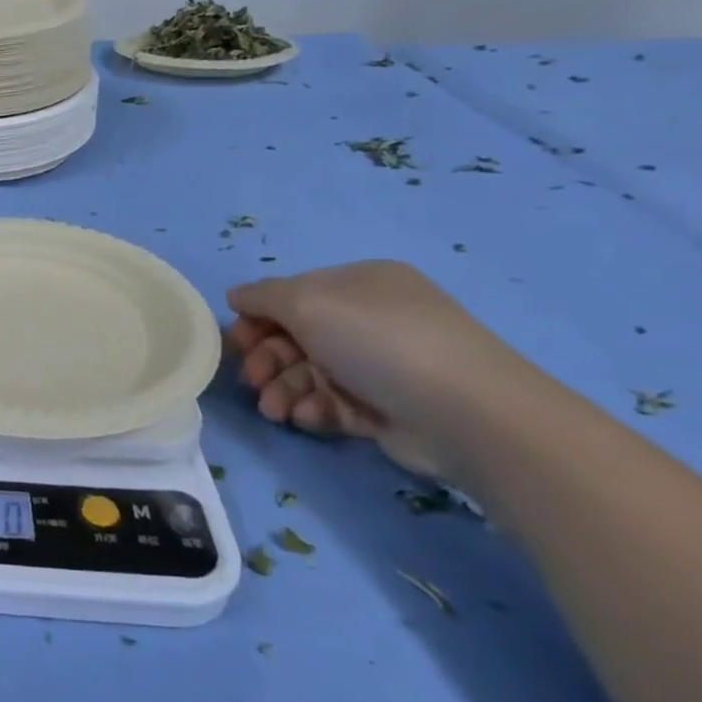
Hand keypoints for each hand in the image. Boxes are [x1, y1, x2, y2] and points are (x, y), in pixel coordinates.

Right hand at [225, 260, 523, 479]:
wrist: (466, 414)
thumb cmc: (378, 341)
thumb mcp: (306, 302)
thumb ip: (261, 296)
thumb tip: (236, 297)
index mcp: (358, 284)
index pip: (290, 294)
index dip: (257, 317)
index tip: (238, 342)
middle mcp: (369, 319)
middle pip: (295, 336)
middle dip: (266, 359)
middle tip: (252, 380)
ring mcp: (379, 365)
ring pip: (308, 373)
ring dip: (281, 389)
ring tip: (274, 409)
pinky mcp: (384, 408)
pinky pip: (331, 404)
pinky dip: (311, 409)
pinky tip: (306, 418)